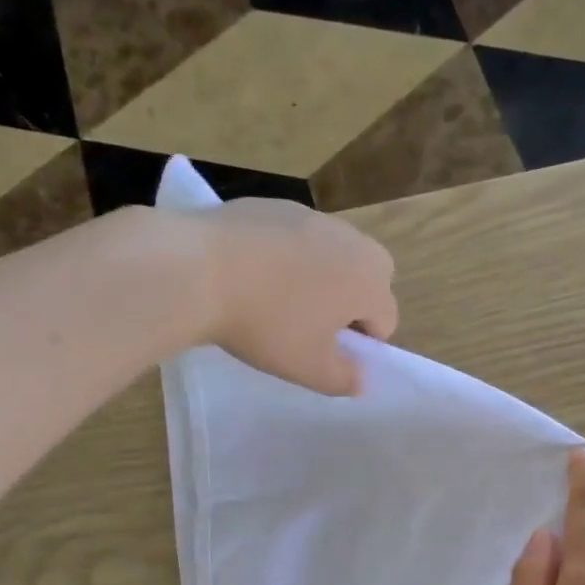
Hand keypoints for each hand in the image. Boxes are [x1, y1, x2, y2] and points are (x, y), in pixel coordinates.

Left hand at [190, 198, 397, 394]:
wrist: (198, 269)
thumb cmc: (267, 325)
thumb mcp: (309, 369)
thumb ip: (344, 379)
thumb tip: (359, 378)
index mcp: (369, 281)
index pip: (385, 319)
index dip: (362, 345)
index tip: (327, 354)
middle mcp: (352, 241)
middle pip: (369, 278)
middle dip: (352, 302)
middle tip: (311, 325)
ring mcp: (313, 217)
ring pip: (333, 255)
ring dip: (321, 277)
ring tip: (278, 298)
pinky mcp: (277, 205)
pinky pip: (297, 238)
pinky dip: (288, 256)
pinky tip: (253, 274)